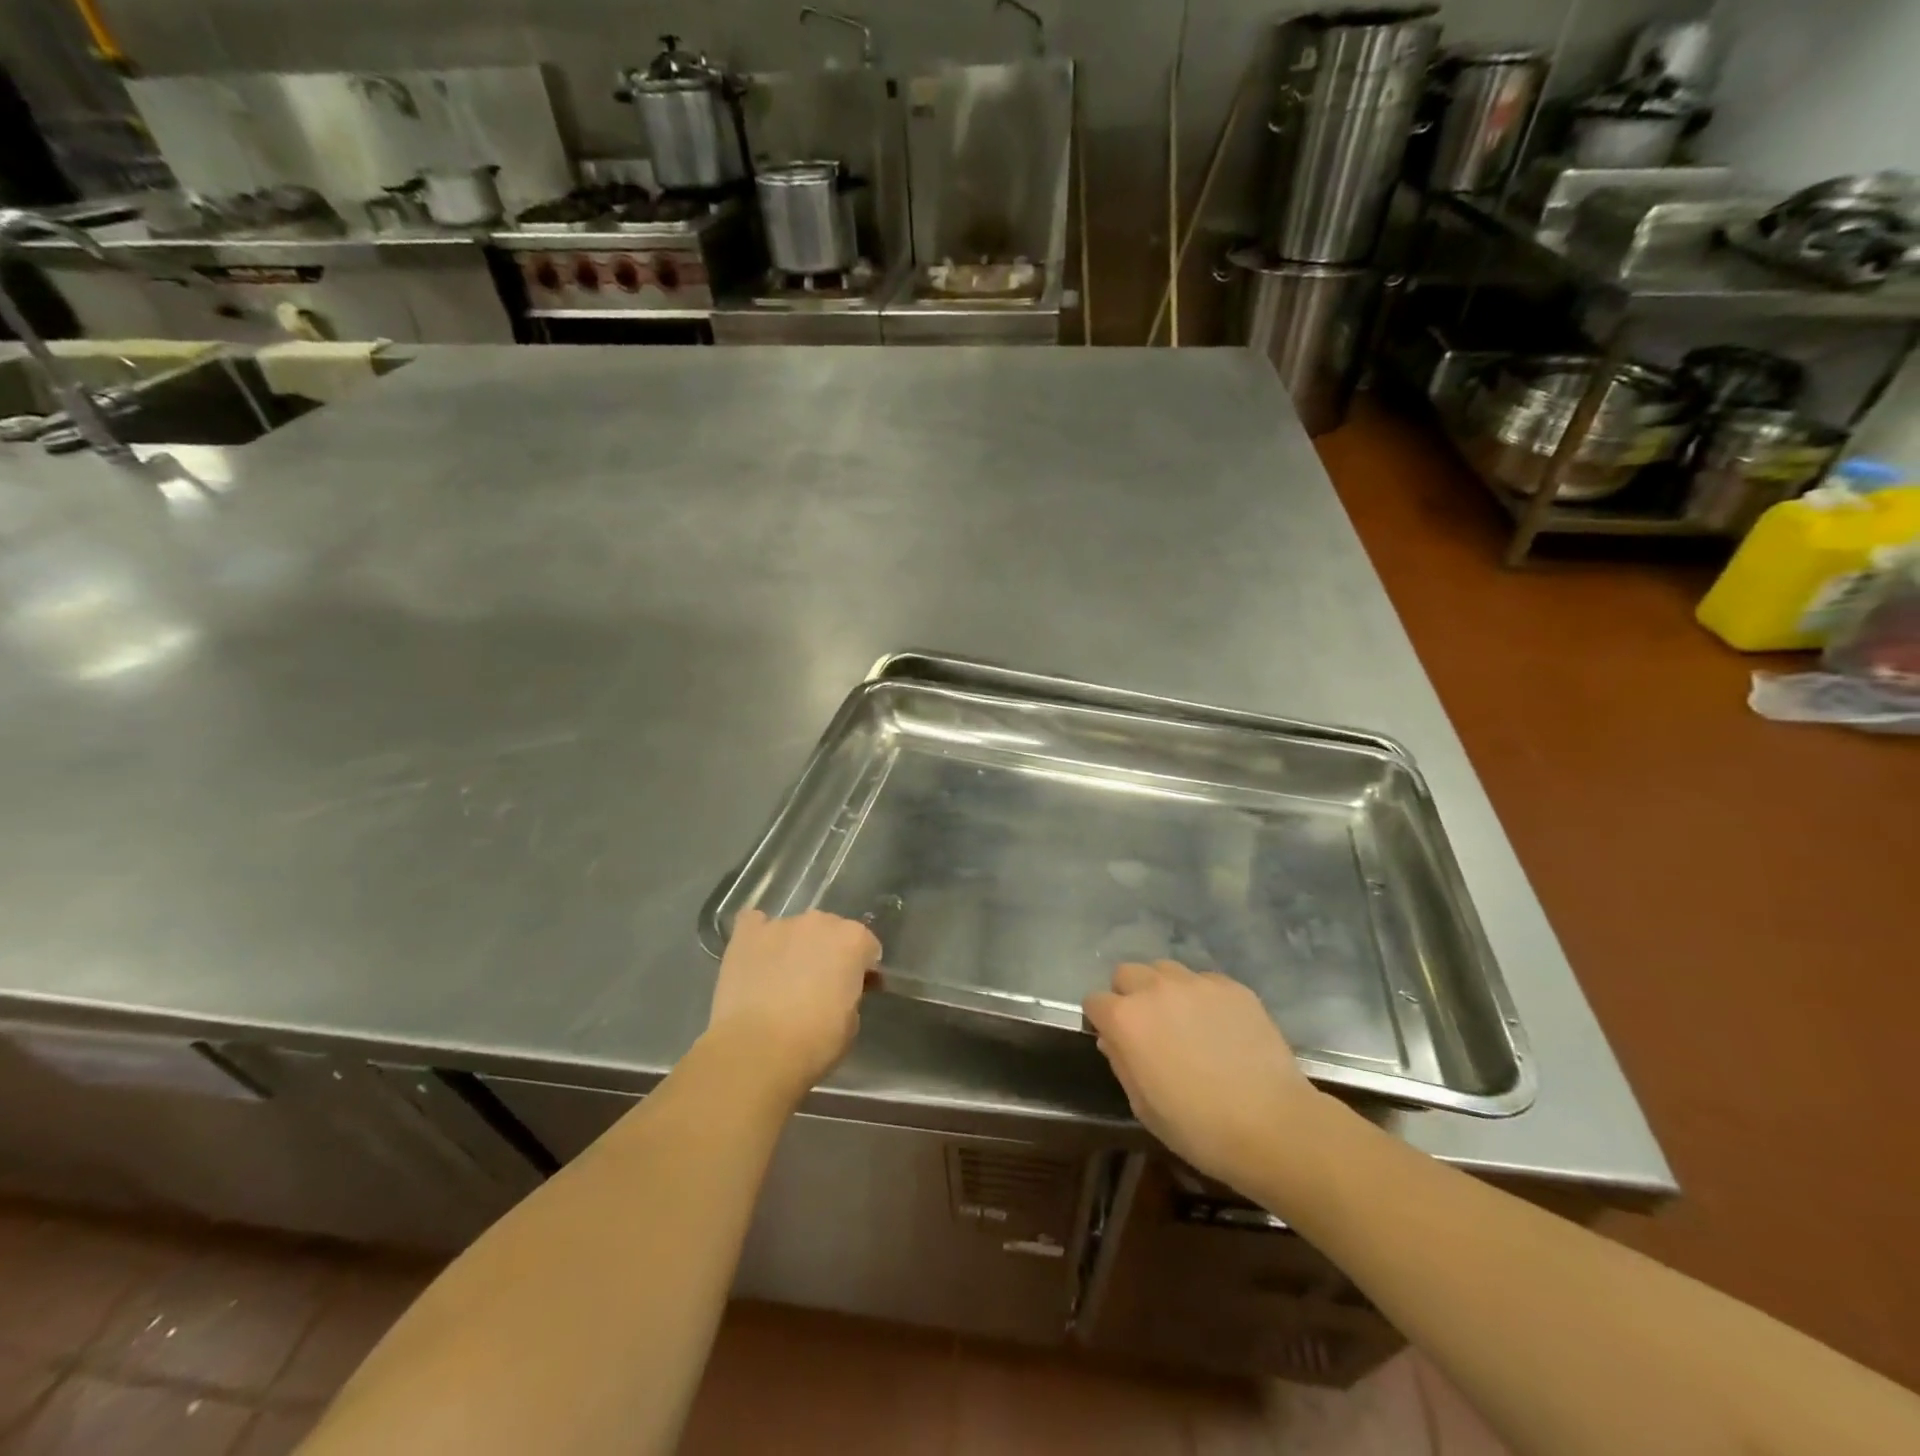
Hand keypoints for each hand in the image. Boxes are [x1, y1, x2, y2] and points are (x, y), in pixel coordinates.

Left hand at [705, 909, 879, 1100]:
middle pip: (830, 931)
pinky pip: (755, 923)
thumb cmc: (813, 1043)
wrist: (756, 1051)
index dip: (862, 968)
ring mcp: (780, 924)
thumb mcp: (851, 1023)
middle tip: (817, 984)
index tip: (855, 989)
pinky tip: (755, 957)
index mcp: (852, 940)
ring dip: (794, 947)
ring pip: (794, 929)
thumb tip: (839, 990)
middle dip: (827, 952)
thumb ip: (850, 993)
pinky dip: (758, 937)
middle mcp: (819, 922)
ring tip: (780, 978)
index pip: (867, 946)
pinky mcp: (746, 934)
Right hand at [1084, 960, 1331, 1195]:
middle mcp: (1155, 989)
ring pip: (1164, 970)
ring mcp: (1196, 983)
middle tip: (1148, 1028)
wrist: (1273, 1124)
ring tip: (1184, 1020)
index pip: (1094, 1001)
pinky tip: (1219, 1027)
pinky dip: (1202, 997)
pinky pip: (1203, 981)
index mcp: (1126, 1019)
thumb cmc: (1198, 1127)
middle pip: (1126, 973)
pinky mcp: (1232, 986)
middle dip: (1128, 995)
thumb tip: (1113, 1040)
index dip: (1101, 1020)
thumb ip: (1121, 1063)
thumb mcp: (1143, 1106)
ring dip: (1163, 989)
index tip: (1114, 1039)